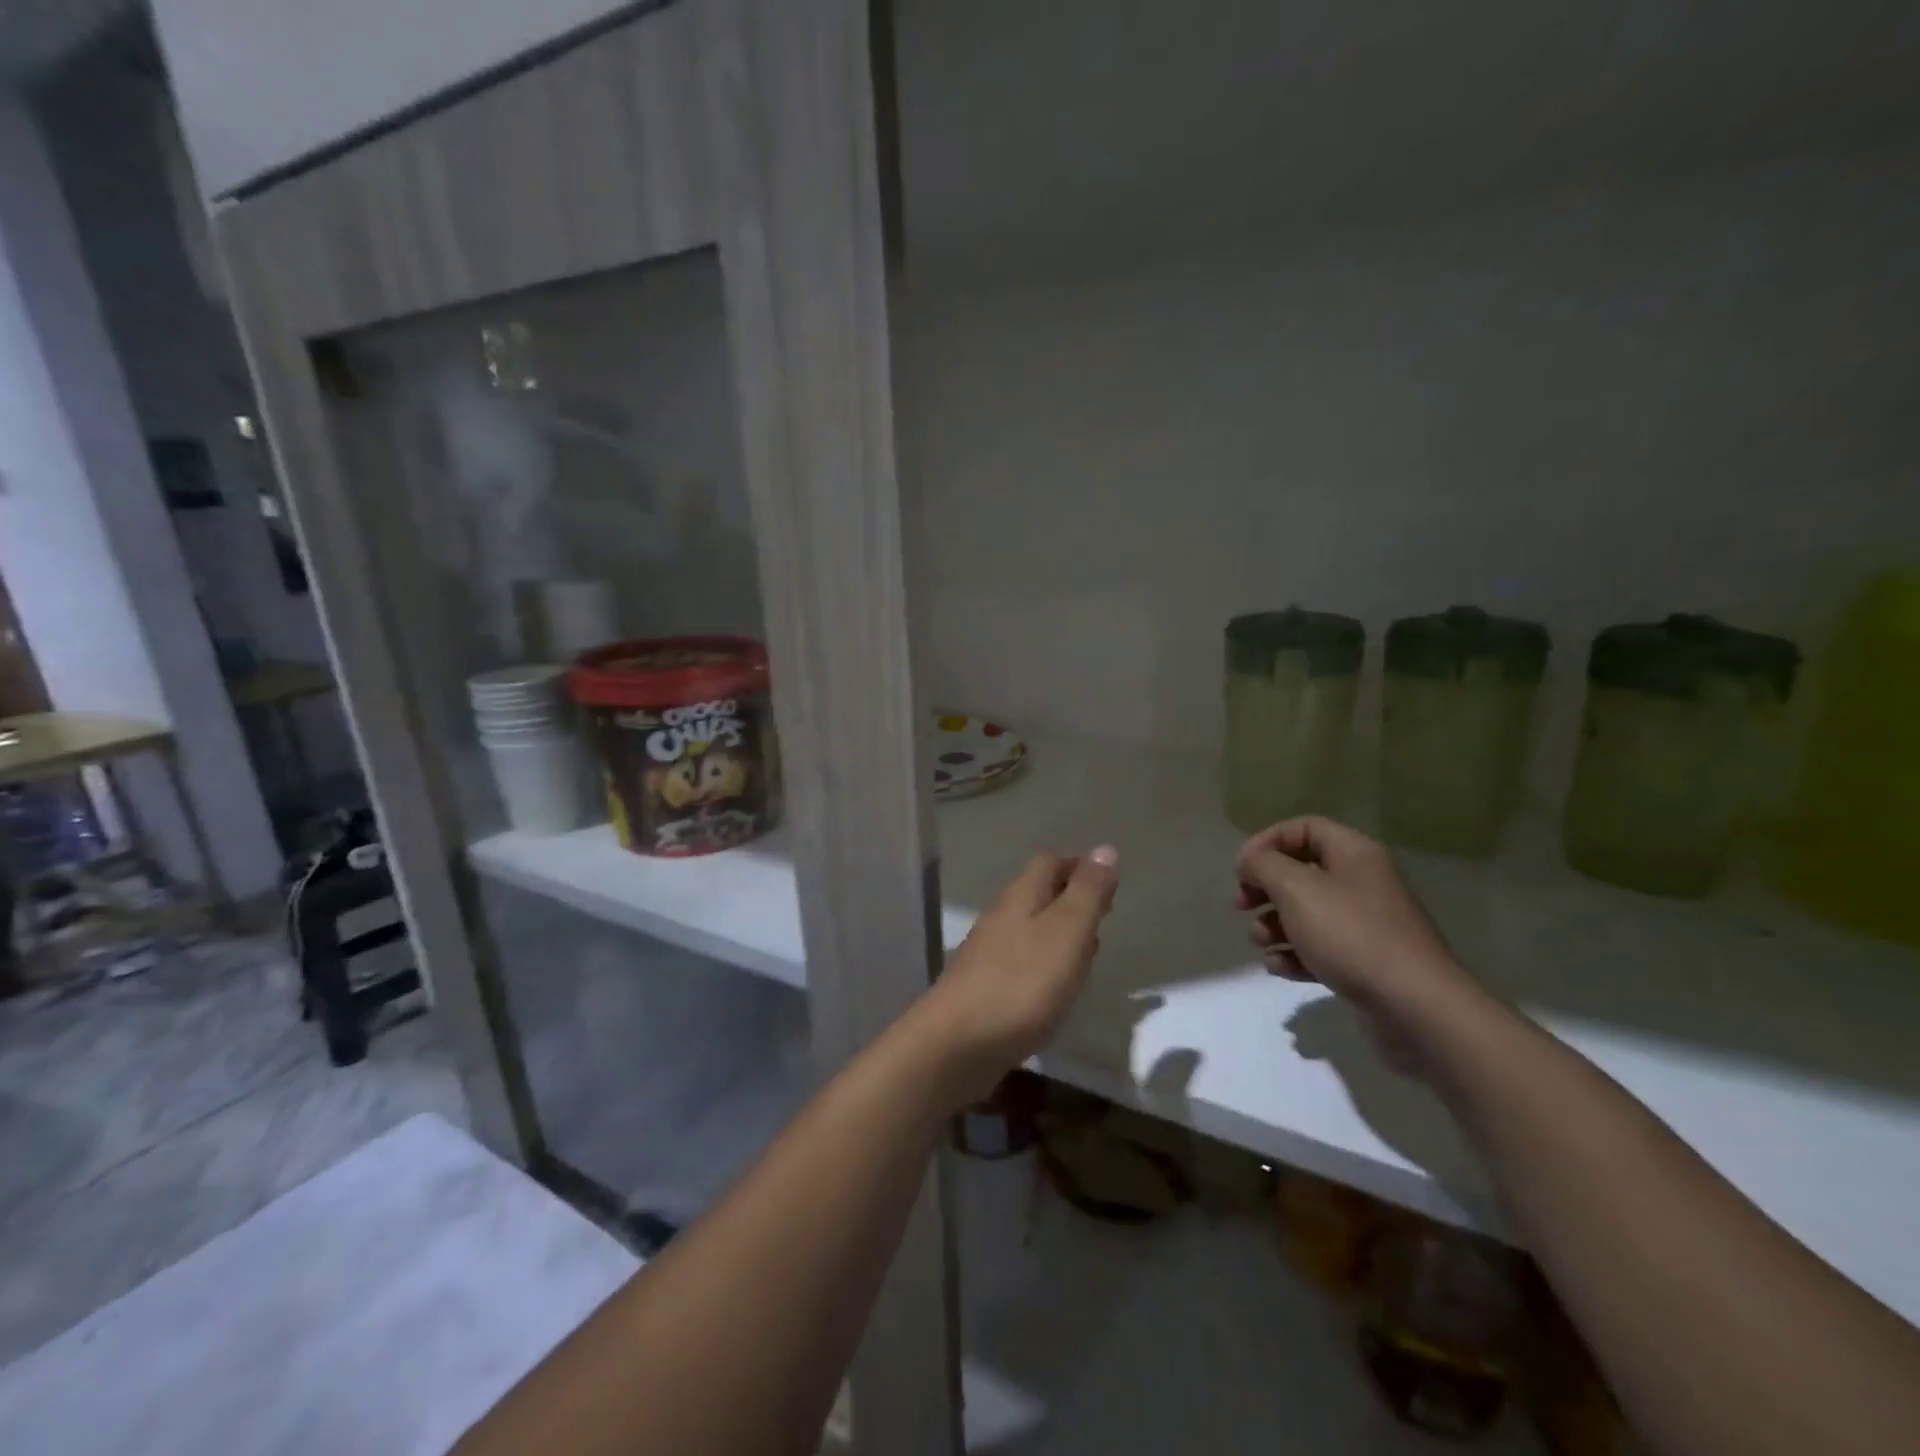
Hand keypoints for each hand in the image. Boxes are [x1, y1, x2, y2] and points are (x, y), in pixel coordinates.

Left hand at [910, 847, 1118, 1107]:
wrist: (957, 1044)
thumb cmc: (1021, 983)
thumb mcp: (1066, 932)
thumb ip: (1087, 892)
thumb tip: (1105, 848)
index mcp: (1021, 897)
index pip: (1048, 863)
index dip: (1078, 866)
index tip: (1108, 882)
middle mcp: (1001, 919)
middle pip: (1038, 895)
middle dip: (1070, 899)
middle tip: (1103, 914)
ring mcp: (990, 955)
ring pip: (1031, 932)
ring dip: (1060, 936)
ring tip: (1089, 954)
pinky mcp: (986, 990)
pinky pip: (1023, 966)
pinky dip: (1046, 968)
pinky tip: (1058, 992)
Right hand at [1235, 817, 1484, 1074]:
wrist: (1414, 1007)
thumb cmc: (1350, 935)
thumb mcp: (1296, 889)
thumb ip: (1264, 866)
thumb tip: (1252, 864)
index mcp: (1354, 854)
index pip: (1304, 828)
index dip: (1267, 842)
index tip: (1242, 869)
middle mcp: (1362, 883)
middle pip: (1301, 871)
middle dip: (1265, 888)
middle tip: (1241, 905)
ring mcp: (1365, 925)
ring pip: (1306, 912)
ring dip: (1274, 925)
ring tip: (1263, 942)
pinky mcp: (1363, 962)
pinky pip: (1319, 947)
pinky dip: (1294, 954)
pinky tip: (1281, 967)